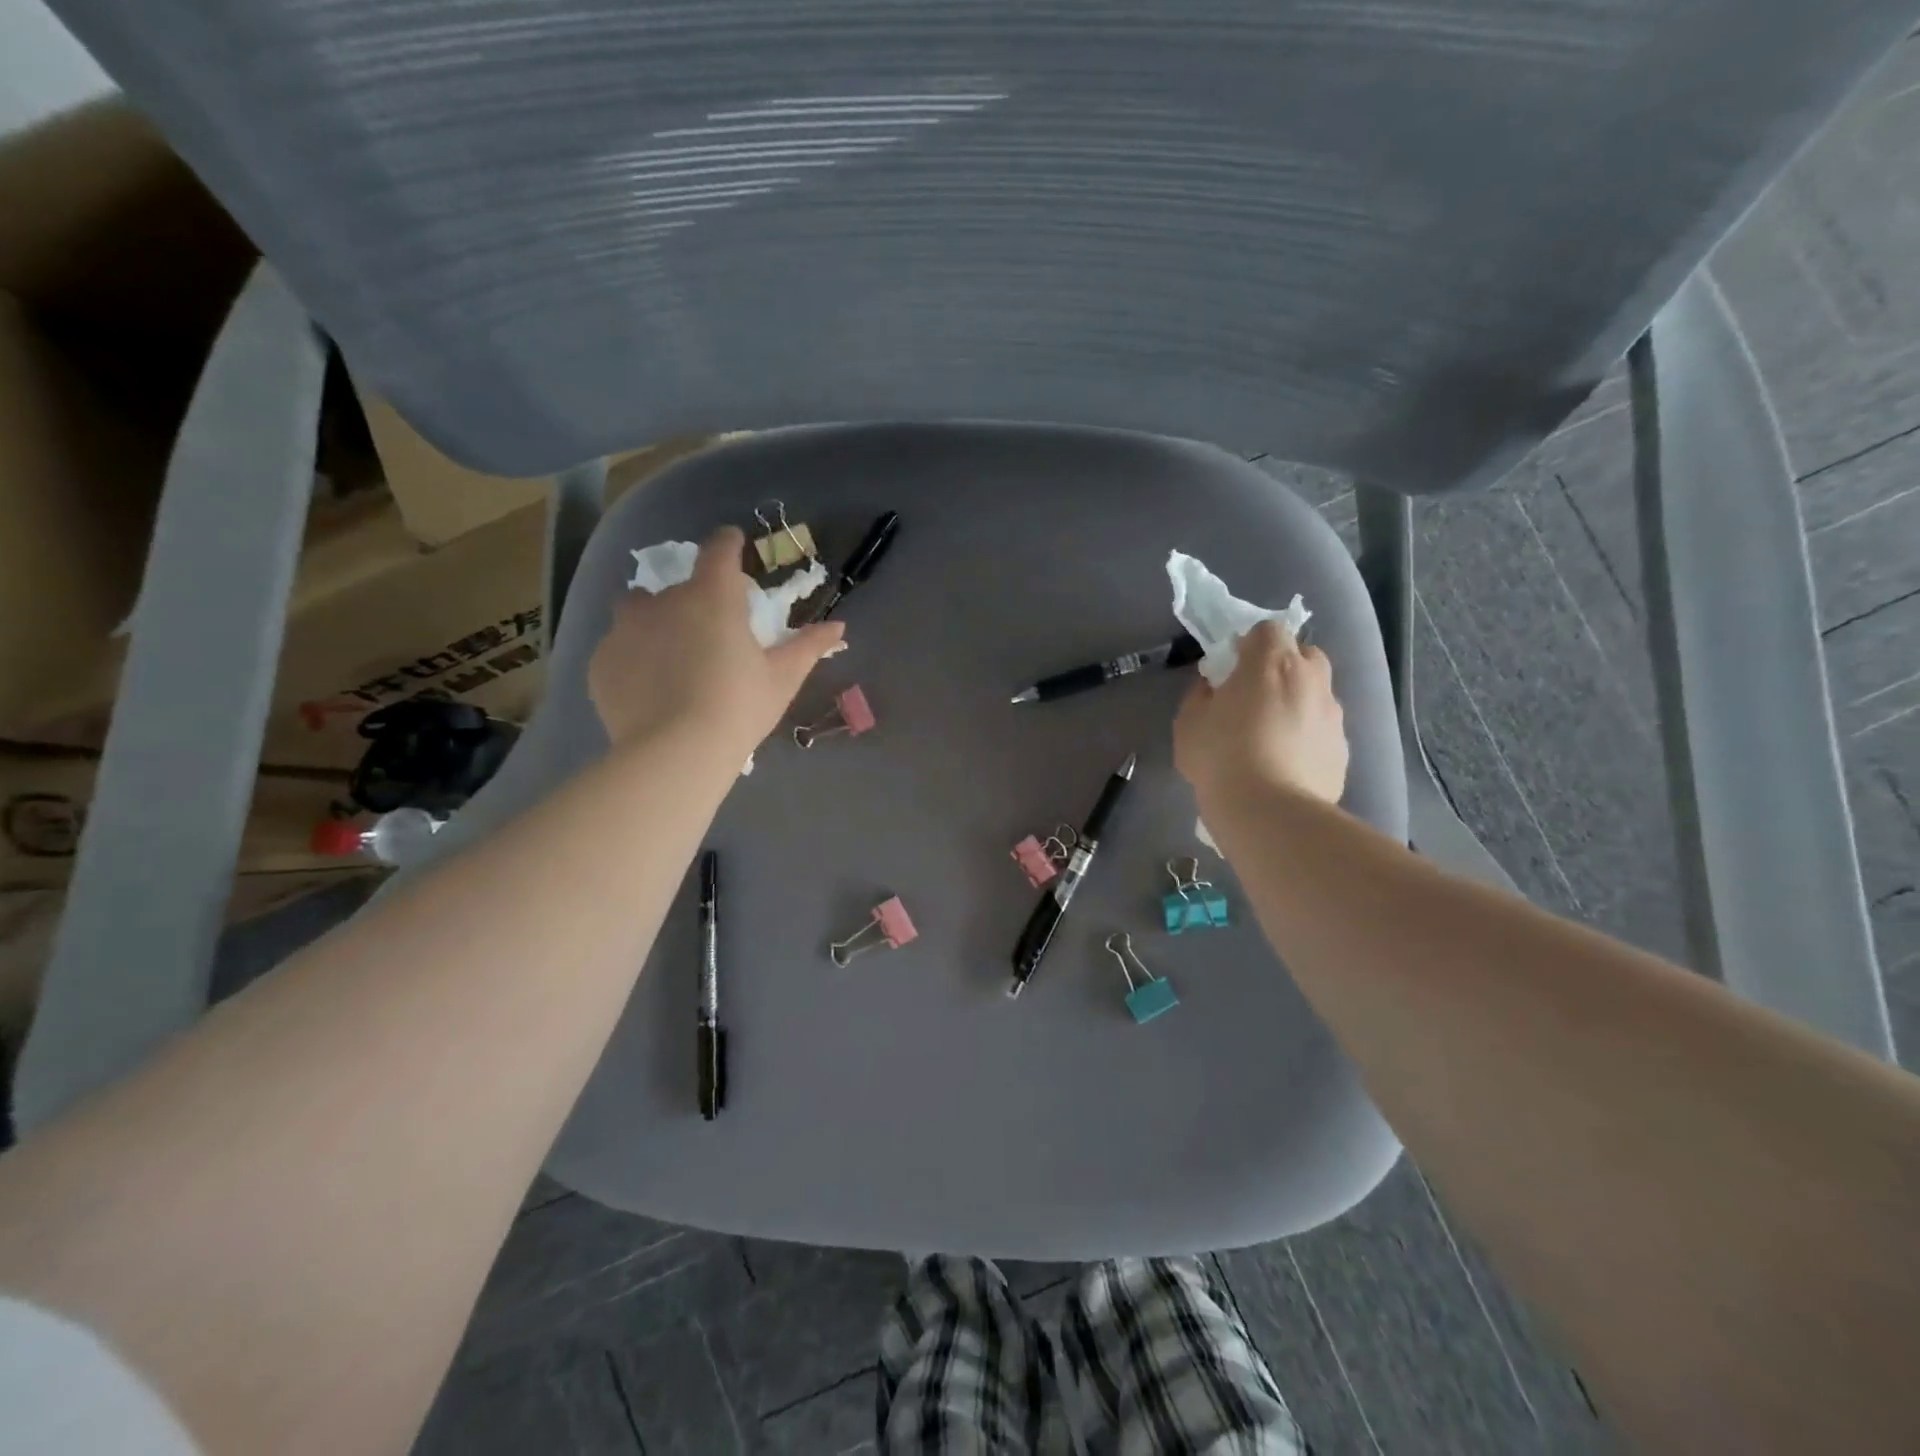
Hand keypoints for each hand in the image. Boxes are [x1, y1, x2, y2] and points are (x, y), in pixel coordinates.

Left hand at [589, 527, 844, 754]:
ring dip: (656, 625)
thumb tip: (838, 627)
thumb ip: (808, 646)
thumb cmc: (739, 707)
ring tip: (672, 662)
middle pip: (677, 588)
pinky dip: (634, 659)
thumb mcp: (782, 678)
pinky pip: (620, 648)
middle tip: (709, 638)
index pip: (718, 549)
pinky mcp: (601, 661)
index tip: (734, 546)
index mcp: (711, 597)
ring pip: (638, 613)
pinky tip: (650, 690)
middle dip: (693, 603)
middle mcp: (663, 601)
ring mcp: (625, 630)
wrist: (675, 753)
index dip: (728, 544)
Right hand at [1174, 620, 1347, 810]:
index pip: (1267, 629)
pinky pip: (1322, 730)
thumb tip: (1213, 687)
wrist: (1269, 812)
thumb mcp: (1189, 722)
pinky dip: (1308, 736)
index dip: (1248, 645)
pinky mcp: (1342, 748)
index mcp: (1271, 663)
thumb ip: (1201, 694)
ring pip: (1317, 693)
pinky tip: (1287, 764)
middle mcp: (1310, 679)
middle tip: (1255, 696)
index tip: (1231, 669)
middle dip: (1282, 666)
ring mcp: (1332, 714)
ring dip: (1297, 702)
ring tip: (1272, 736)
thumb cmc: (1221, 758)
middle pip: (1303, 654)